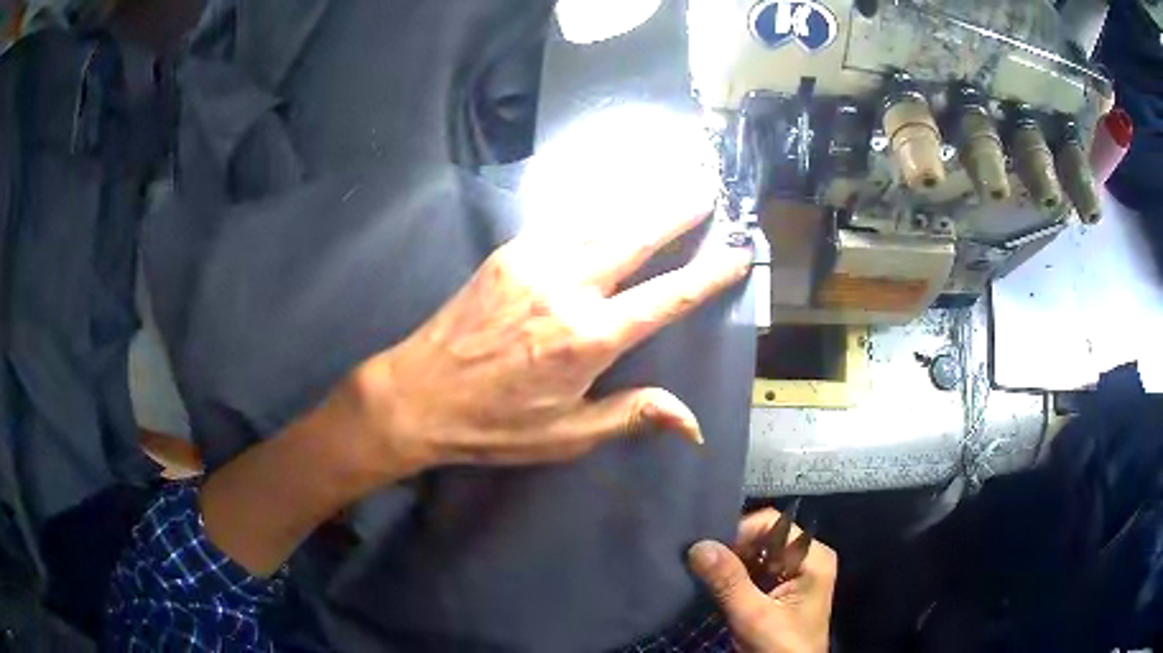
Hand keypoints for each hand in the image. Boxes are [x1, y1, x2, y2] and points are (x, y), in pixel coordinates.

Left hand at [344, 206, 751, 474]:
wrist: (416, 394)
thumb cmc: (494, 425)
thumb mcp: (567, 435)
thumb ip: (632, 416)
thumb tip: (693, 425)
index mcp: (589, 338)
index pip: (668, 297)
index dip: (709, 273)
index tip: (737, 253)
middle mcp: (568, 288)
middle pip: (637, 237)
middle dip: (677, 209)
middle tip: (707, 187)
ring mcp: (534, 261)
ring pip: (601, 218)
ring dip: (639, 198)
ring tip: (669, 179)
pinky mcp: (507, 253)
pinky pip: (562, 220)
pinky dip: (594, 207)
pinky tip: (609, 200)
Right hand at [688, 510, 836, 652]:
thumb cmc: (781, 646)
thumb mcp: (754, 616)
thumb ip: (728, 581)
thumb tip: (697, 545)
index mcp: (812, 556)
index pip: (772, 525)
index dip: (739, 533)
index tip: (707, 552)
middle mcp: (805, 558)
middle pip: (763, 538)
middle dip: (731, 549)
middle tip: (698, 562)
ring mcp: (792, 574)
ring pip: (754, 555)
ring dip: (728, 564)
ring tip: (700, 571)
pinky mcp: (778, 590)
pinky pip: (752, 572)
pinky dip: (732, 577)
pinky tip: (712, 584)